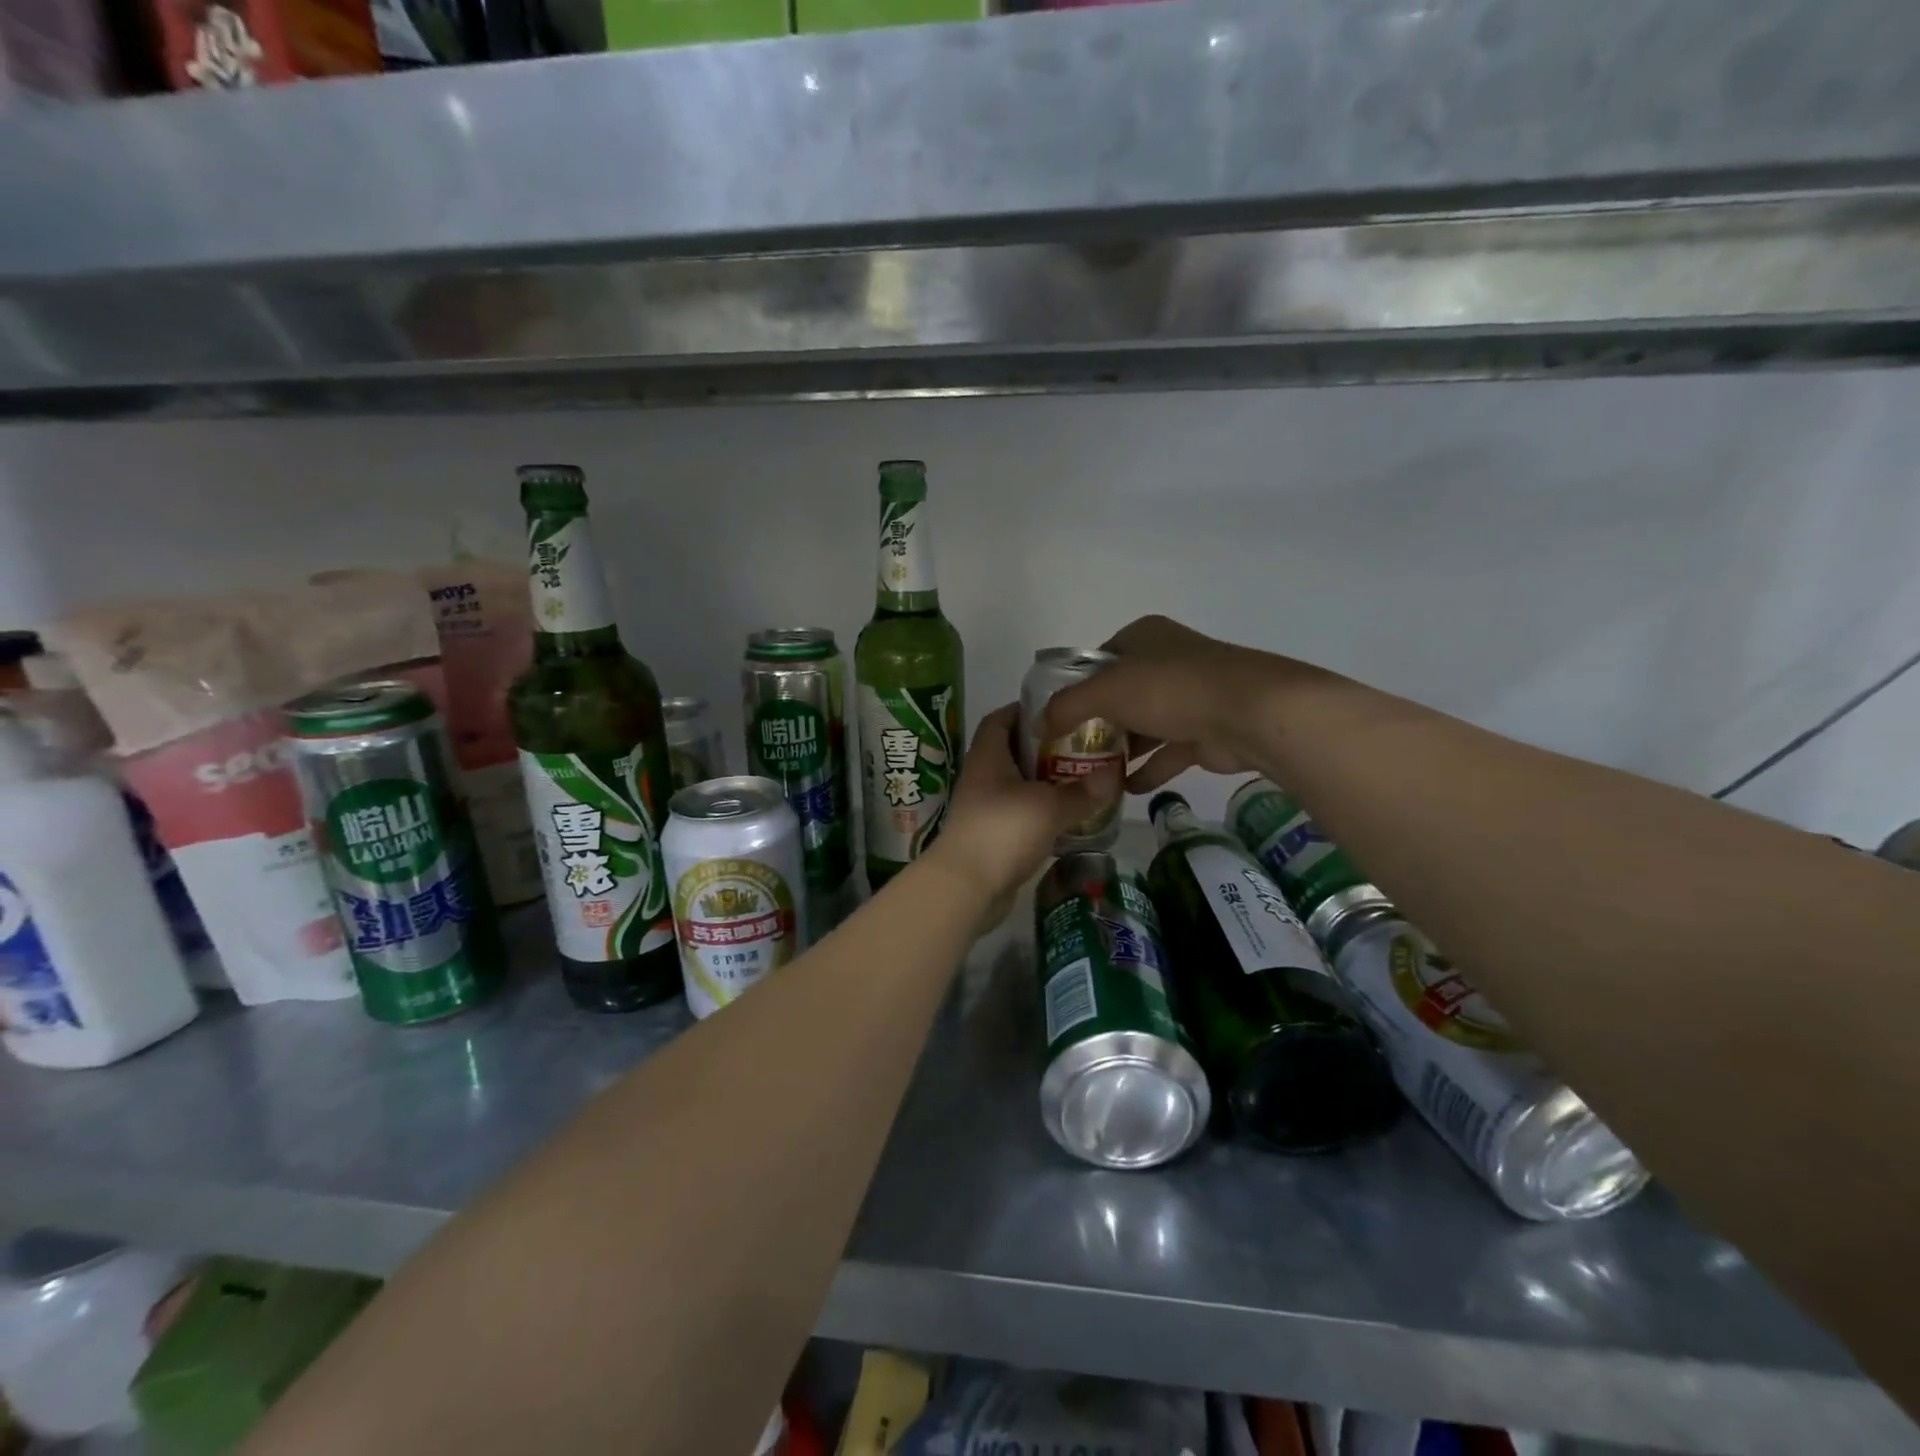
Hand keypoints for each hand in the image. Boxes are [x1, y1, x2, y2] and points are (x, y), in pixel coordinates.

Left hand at [929, 703, 1119, 907]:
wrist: (966, 887)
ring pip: (1017, 785)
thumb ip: (1083, 791)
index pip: (1000, 719)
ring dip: (1045, 783)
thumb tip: (1115, 774)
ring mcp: (983, 808)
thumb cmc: (1003, 831)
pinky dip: (1041, 813)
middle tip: (1082, 748)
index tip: (1058, 713)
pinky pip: (1018, 814)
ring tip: (1082, 781)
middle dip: (1045, 749)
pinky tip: (1068, 818)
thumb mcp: (1049, 807)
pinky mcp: (990, 836)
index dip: (1025, 710)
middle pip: (1012, 752)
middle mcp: (981, 777)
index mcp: (987, 756)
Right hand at [1040, 615, 1287, 793]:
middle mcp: (1166, 661)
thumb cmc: (1171, 688)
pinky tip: (1124, 790)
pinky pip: (1167, 752)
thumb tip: (1038, 724)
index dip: (1076, 685)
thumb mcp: (1106, 690)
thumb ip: (1067, 706)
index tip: (1057, 715)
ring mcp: (1189, 697)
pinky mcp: (1205, 731)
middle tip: (1069, 750)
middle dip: (1097, 723)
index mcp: (1143, 637)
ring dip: (1122, 750)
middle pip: (1121, 694)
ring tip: (1090, 774)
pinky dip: (1147, 770)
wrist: (1250, 713)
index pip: (1099, 659)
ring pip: (1145, 725)